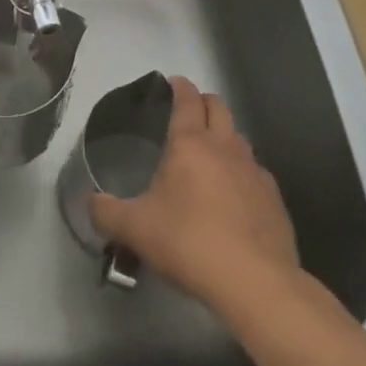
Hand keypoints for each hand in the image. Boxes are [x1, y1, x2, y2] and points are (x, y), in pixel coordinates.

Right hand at [89, 75, 300, 313]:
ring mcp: (254, 172)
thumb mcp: (135, 229)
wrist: (255, 282)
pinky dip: (243, 174)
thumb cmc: (189, 242)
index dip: (180, 87)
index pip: (187, 100)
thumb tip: (90, 203)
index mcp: (190, 143)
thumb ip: (107, 213)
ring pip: (240, 139)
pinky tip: (235, 196)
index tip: (173, 82)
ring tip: (210, 155)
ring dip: (225, 137)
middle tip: (190, 111)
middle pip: (219, 107)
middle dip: (204, 102)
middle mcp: (225, 147)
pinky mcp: (274, 200)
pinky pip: (256, 173)